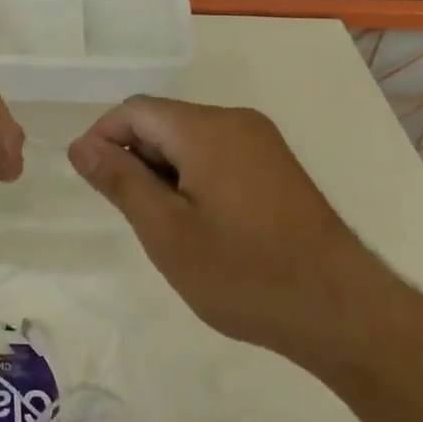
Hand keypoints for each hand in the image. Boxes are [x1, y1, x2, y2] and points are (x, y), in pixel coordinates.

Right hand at [68, 96, 388, 363]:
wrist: (341, 311)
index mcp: (205, 128)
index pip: (135, 110)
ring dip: (164, 170)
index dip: (103, 138)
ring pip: (190, 139)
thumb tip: (81, 145)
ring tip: (165, 225)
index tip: (91, 181)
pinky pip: (218, 153)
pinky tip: (200, 222)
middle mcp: (235, 121)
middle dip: (136, 157)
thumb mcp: (167, 232)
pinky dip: (194, 176)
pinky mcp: (277, 165)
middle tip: (131, 214)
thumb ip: (120, 181)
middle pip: (164, 121)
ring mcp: (262, 141)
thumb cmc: (243, 273)